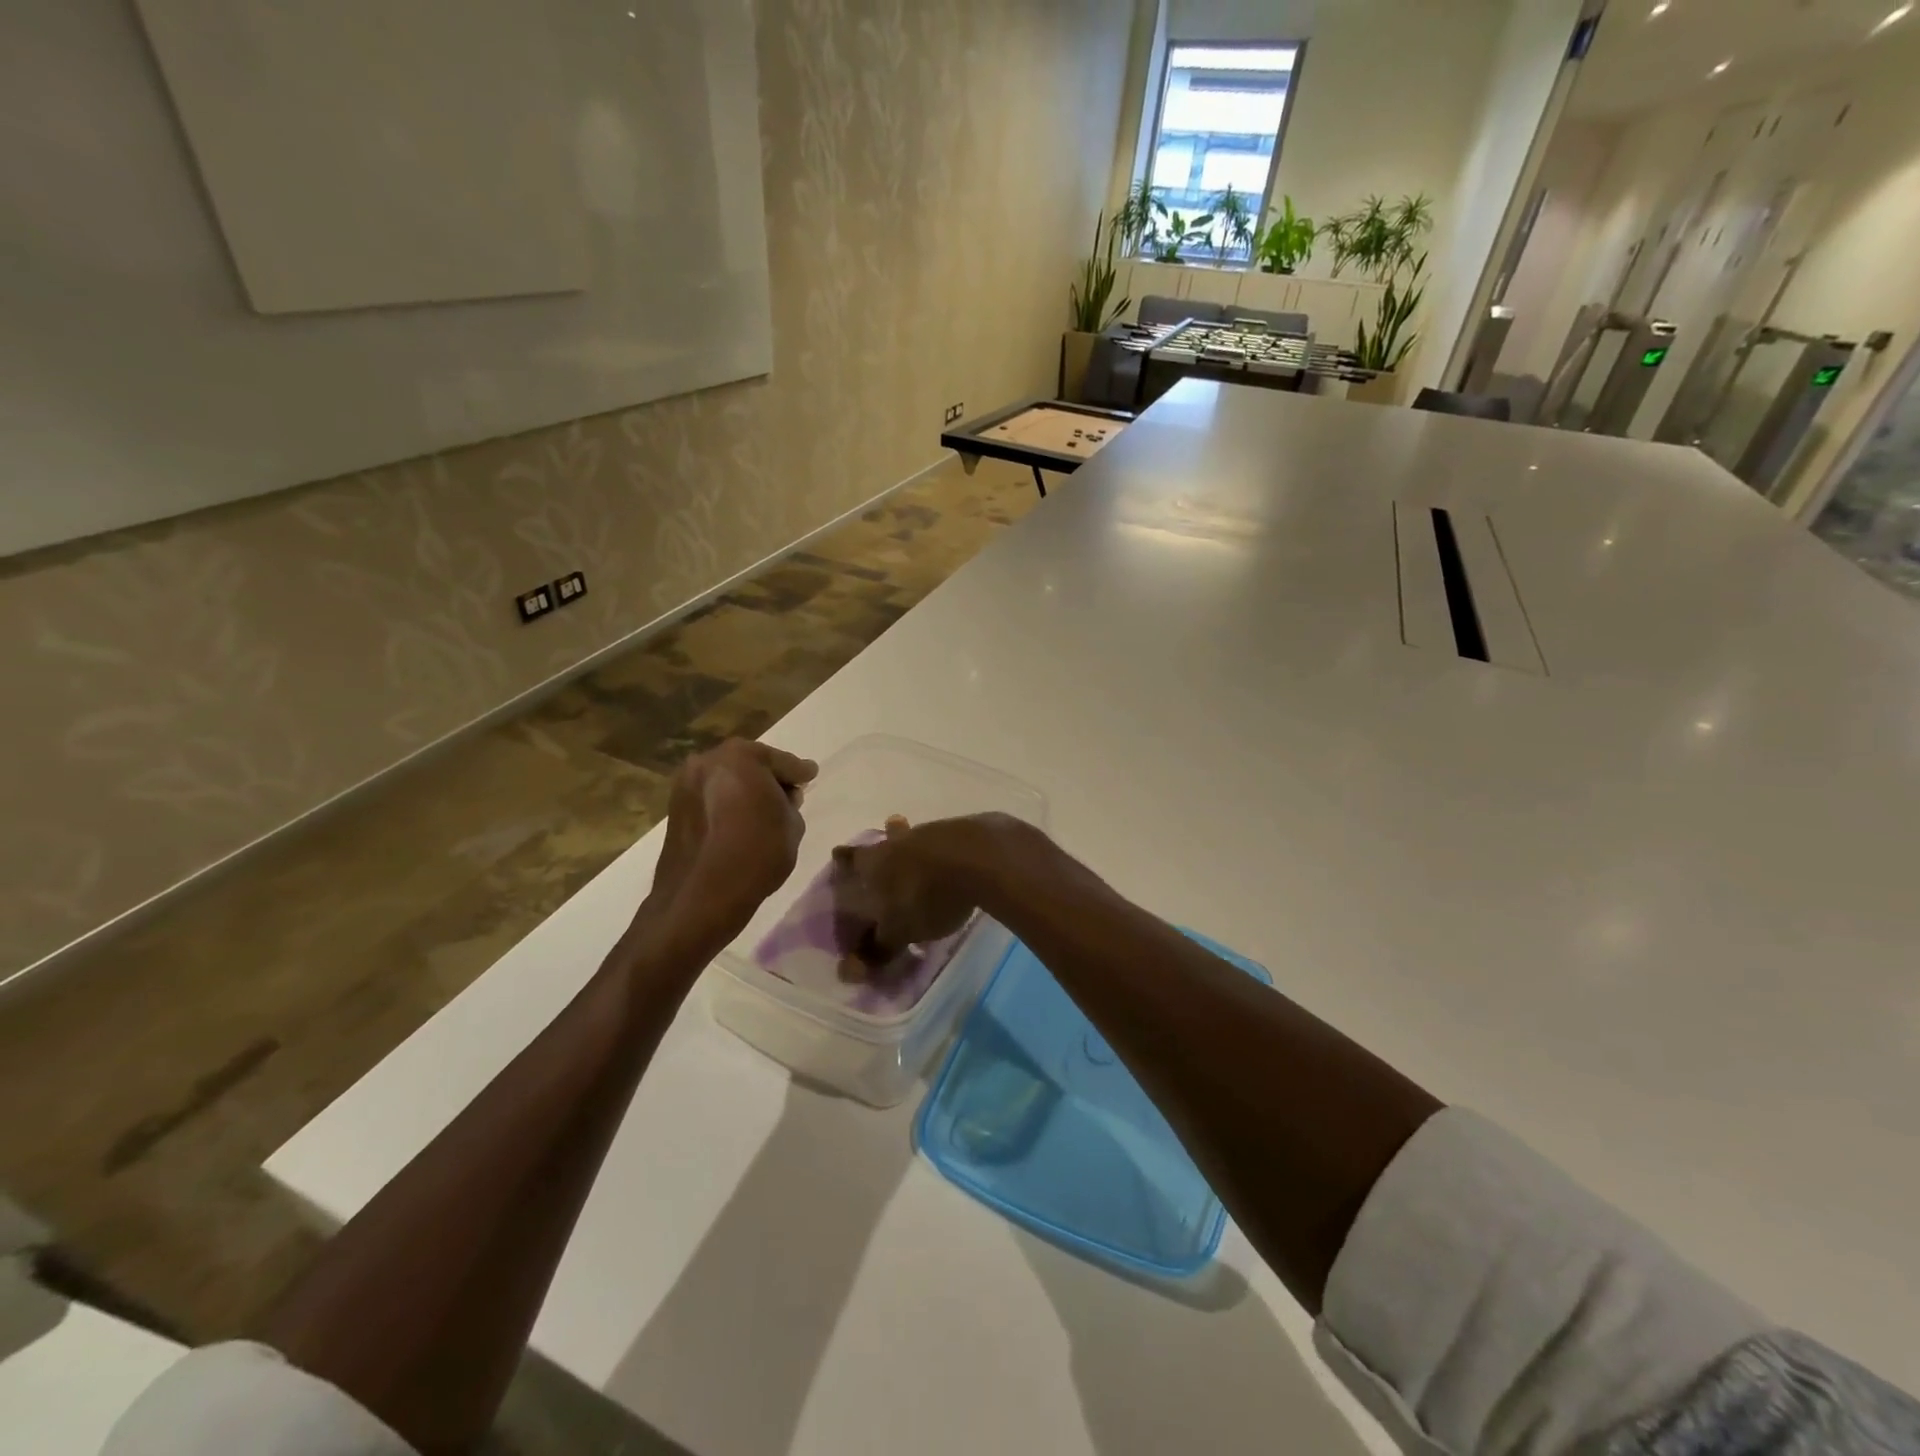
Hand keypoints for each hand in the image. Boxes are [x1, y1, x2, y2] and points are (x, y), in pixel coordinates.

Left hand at [649, 739, 816, 939]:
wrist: (701, 896)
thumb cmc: (756, 854)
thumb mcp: (792, 825)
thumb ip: (789, 802)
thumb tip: (780, 798)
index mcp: (741, 756)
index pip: (782, 761)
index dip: (799, 772)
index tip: (810, 774)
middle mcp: (708, 761)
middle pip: (749, 765)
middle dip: (768, 778)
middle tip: (787, 794)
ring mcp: (686, 784)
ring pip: (727, 780)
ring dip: (744, 791)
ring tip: (762, 811)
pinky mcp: (674, 808)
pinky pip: (710, 797)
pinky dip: (725, 804)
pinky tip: (738, 821)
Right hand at [830, 815, 991, 963]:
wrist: (978, 858)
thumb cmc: (927, 896)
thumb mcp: (899, 932)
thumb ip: (876, 949)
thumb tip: (847, 971)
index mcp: (875, 862)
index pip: (852, 859)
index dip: (845, 859)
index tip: (839, 855)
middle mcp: (898, 841)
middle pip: (885, 838)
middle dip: (881, 844)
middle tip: (879, 848)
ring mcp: (930, 832)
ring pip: (914, 837)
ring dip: (913, 844)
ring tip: (918, 854)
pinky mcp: (961, 831)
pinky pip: (943, 840)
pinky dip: (942, 849)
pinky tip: (951, 858)